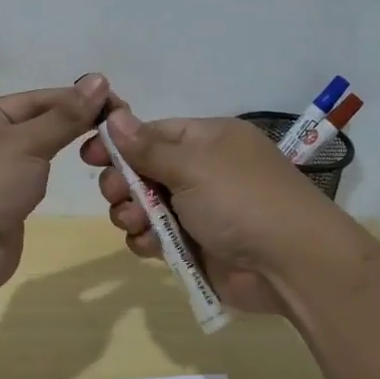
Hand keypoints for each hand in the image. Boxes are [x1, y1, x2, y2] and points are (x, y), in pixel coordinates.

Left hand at [0, 74, 110, 295]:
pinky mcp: (2, 206)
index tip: (117, 103)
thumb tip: (99, 79)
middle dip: (74, 123)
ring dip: (66, 148)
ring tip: (108, 148)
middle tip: (120, 128)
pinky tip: (78, 175)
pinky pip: (34, 181)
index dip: (76, 98)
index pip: (36, 99)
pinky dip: (54, 176)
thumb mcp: (26, 143)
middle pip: (37, 124)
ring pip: (37, 154)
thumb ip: (65, 116)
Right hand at [80, 98, 351, 313]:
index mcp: (207, 141)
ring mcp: (197, 211)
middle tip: (116, 193)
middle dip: (122, 182)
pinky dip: (147, 241)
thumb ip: (147, 147)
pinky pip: (155, 238)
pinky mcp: (193, 246)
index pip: (152, 132)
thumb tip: (114, 114)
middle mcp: (201, 172)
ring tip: (135, 221)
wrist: (290, 264)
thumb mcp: (193, 165)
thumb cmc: (241, 200)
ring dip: (131, 213)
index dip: (119, 142)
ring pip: (143, 206)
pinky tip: (151, 245)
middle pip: (142, 170)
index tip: (89, 154)